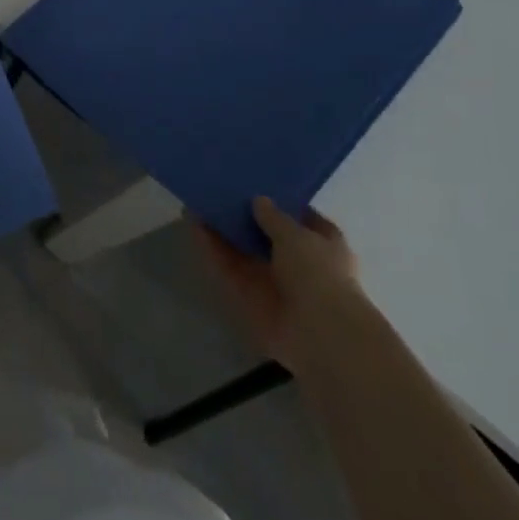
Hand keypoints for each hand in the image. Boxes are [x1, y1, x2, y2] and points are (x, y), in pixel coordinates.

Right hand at [197, 197, 363, 373]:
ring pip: (244, 251)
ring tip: (197, 204)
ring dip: (223, 231)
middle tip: (220, 193)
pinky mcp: (250, 297)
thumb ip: (273, 216)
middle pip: (267, 235)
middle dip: (245, 217)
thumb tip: (259, 200)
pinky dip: (212, 250)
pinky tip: (193, 226)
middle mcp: (300, 263)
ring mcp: (274, 282)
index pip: (303, 219)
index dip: (282, 204)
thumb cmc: (318, 273)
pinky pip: (228, 269)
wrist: (318, 333)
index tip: (257, 186)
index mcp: (324, 245)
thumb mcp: (296, 234)